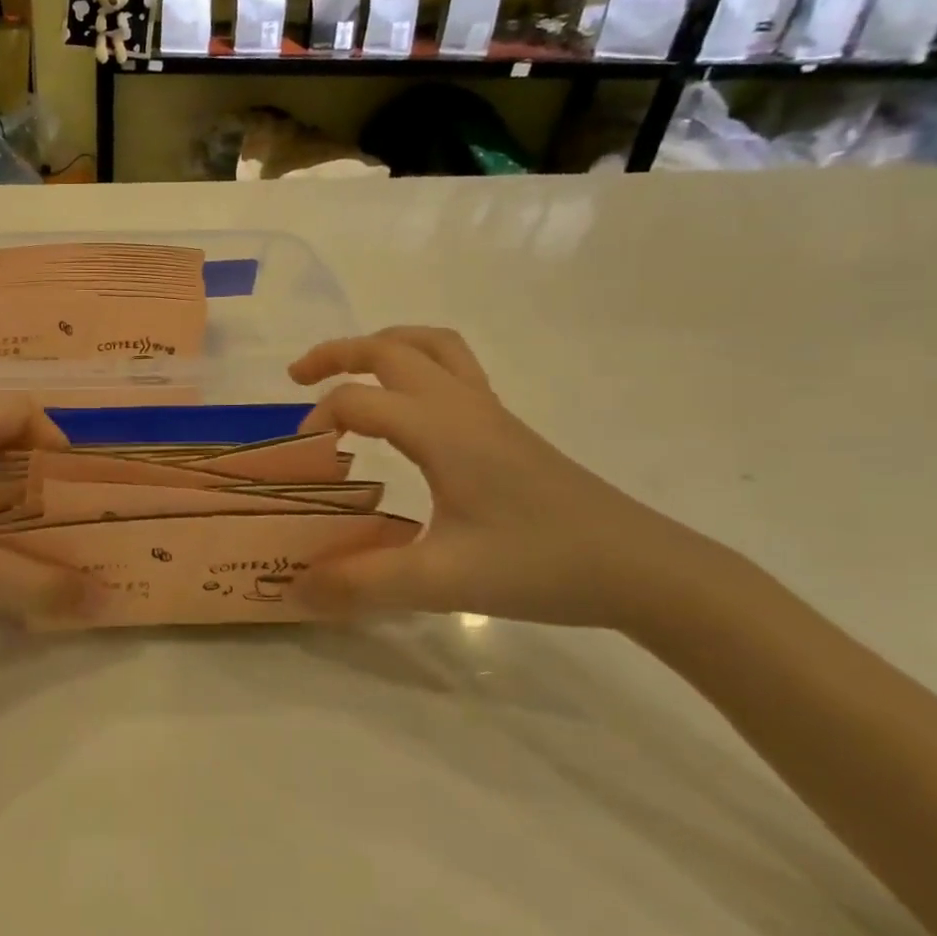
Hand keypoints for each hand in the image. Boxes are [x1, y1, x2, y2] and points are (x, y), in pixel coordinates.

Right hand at [290, 327, 738, 631]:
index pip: (358, 401)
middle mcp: (462, 405)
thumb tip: (295, 589)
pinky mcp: (507, 429)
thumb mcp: (442, 581)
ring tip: (351, 372)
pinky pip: (455, 369)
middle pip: (390, 348)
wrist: (641, 568)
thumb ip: (362, 584)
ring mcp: (490, 412)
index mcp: (440, 429)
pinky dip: (417, 367)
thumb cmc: (541, 565)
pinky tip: (410, 411)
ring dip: (382, 347)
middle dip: (337, 354)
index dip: (318, 421)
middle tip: (298, 379)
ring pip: (431, 346)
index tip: (302, 460)